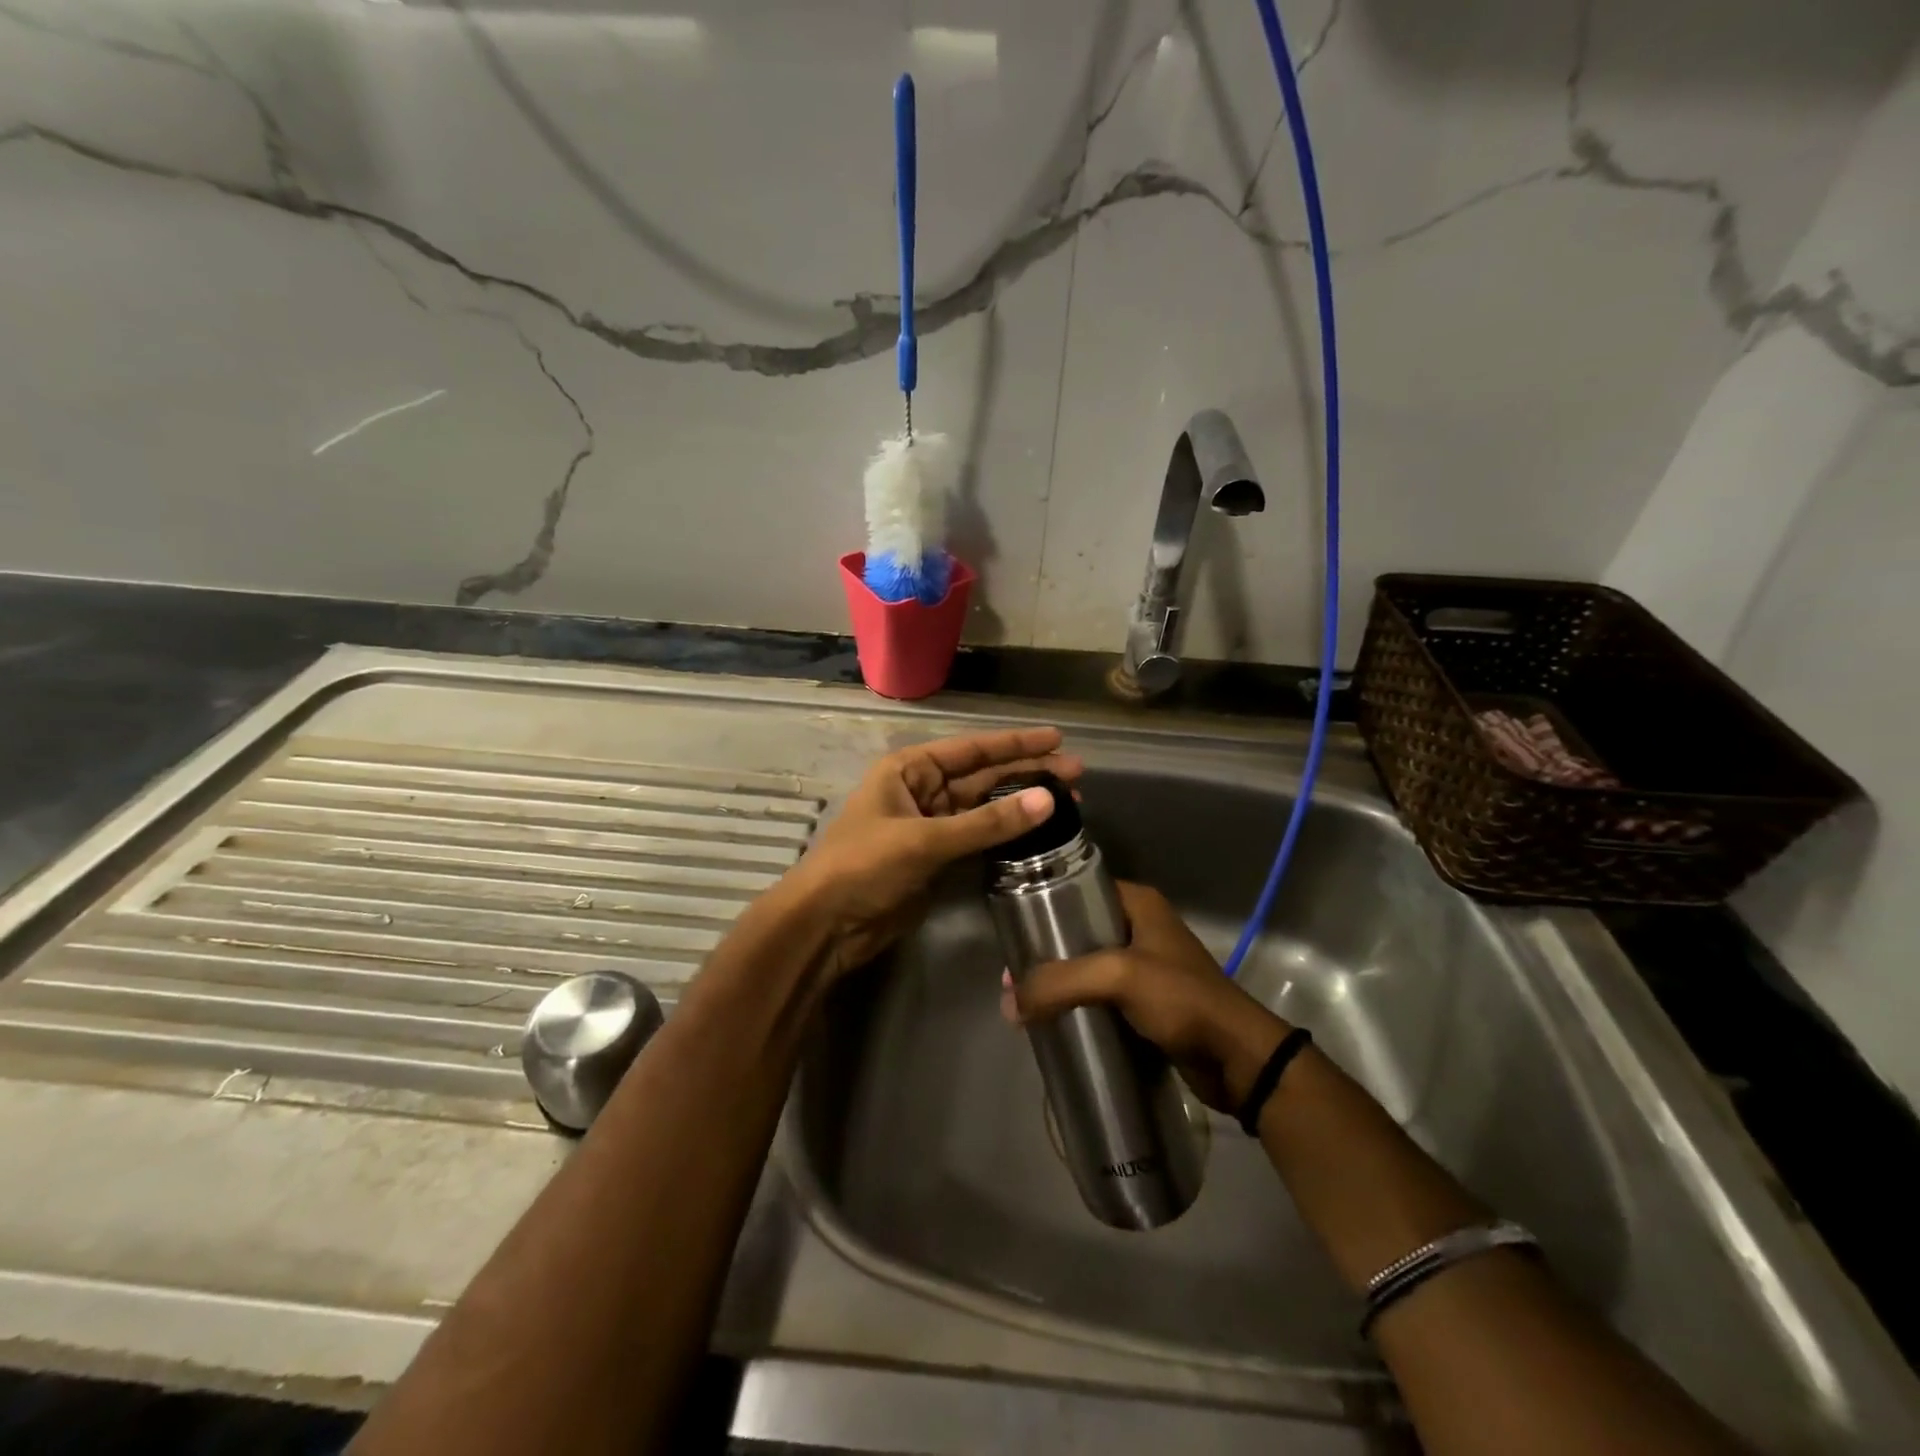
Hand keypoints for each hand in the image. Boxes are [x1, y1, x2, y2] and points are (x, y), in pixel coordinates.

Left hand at [786, 727, 1081, 977]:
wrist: (827, 925)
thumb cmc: (864, 866)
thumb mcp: (924, 840)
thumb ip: (987, 823)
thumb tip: (1047, 800)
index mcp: (910, 769)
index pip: (972, 749)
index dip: (1016, 744)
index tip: (1057, 740)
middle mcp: (922, 790)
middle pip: (984, 777)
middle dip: (1028, 774)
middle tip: (1077, 774)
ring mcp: (931, 826)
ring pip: (985, 809)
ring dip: (1023, 806)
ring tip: (1070, 802)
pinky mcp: (938, 858)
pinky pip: (979, 838)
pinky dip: (1007, 836)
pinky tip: (1039, 833)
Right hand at [1007, 881, 1290, 1111]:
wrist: (1238, 1059)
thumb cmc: (1183, 1000)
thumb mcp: (1119, 977)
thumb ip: (1061, 983)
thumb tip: (1009, 1003)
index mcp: (1138, 904)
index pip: (1079, 888)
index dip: (1043, 905)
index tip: (1013, 929)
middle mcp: (1139, 927)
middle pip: (1078, 930)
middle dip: (1045, 953)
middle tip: (1010, 976)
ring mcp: (1143, 966)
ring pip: (1086, 966)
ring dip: (1058, 982)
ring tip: (1021, 1001)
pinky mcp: (1144, 1002)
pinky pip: (1099, 995)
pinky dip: (1076, 1004)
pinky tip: (1051, 1019)